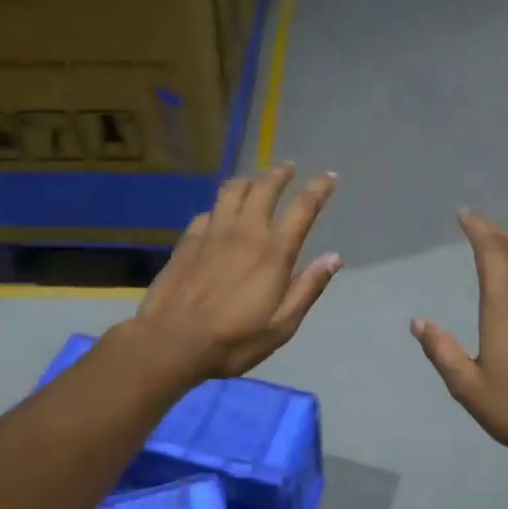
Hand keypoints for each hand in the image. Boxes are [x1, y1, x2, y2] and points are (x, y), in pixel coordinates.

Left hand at [134, 165, 340, 379]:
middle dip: (280, 174)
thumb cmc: (234, 340)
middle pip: (265, 189)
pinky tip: (220, 213)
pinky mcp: (188, 240)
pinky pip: (208, 211)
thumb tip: (334, 258)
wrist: (173, 341)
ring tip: (256, 179)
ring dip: (249, 180)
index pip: (302, 209)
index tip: (328, 177)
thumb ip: (308, 288)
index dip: (318, 189)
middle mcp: (245, 233)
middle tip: (289, 167)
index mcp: (273, 253)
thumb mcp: (281, 326)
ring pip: (233, 191)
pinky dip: (220, 206)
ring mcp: (213, 233)